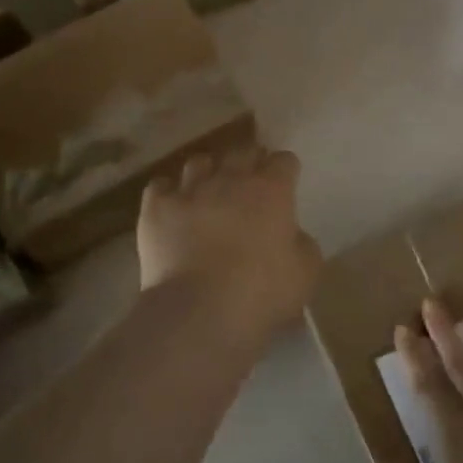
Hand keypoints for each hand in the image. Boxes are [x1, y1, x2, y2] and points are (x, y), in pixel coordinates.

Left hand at [138, 146, 322, 343]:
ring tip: (208, 191)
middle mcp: (230, 179)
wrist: (200, 311)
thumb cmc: (262, 293)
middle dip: (249, 162)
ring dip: (208, 173)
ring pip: (199, 162)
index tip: (285, 184)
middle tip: (250, 183)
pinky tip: (172, 206)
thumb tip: (291, 234)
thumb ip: (302, 244)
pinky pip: (160, 186)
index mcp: (271, 190)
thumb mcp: (305, 272)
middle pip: (242, 152)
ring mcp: (190, 190)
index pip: (284, 161)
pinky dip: (168, 192)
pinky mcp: (156, 207)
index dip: (285, 171)